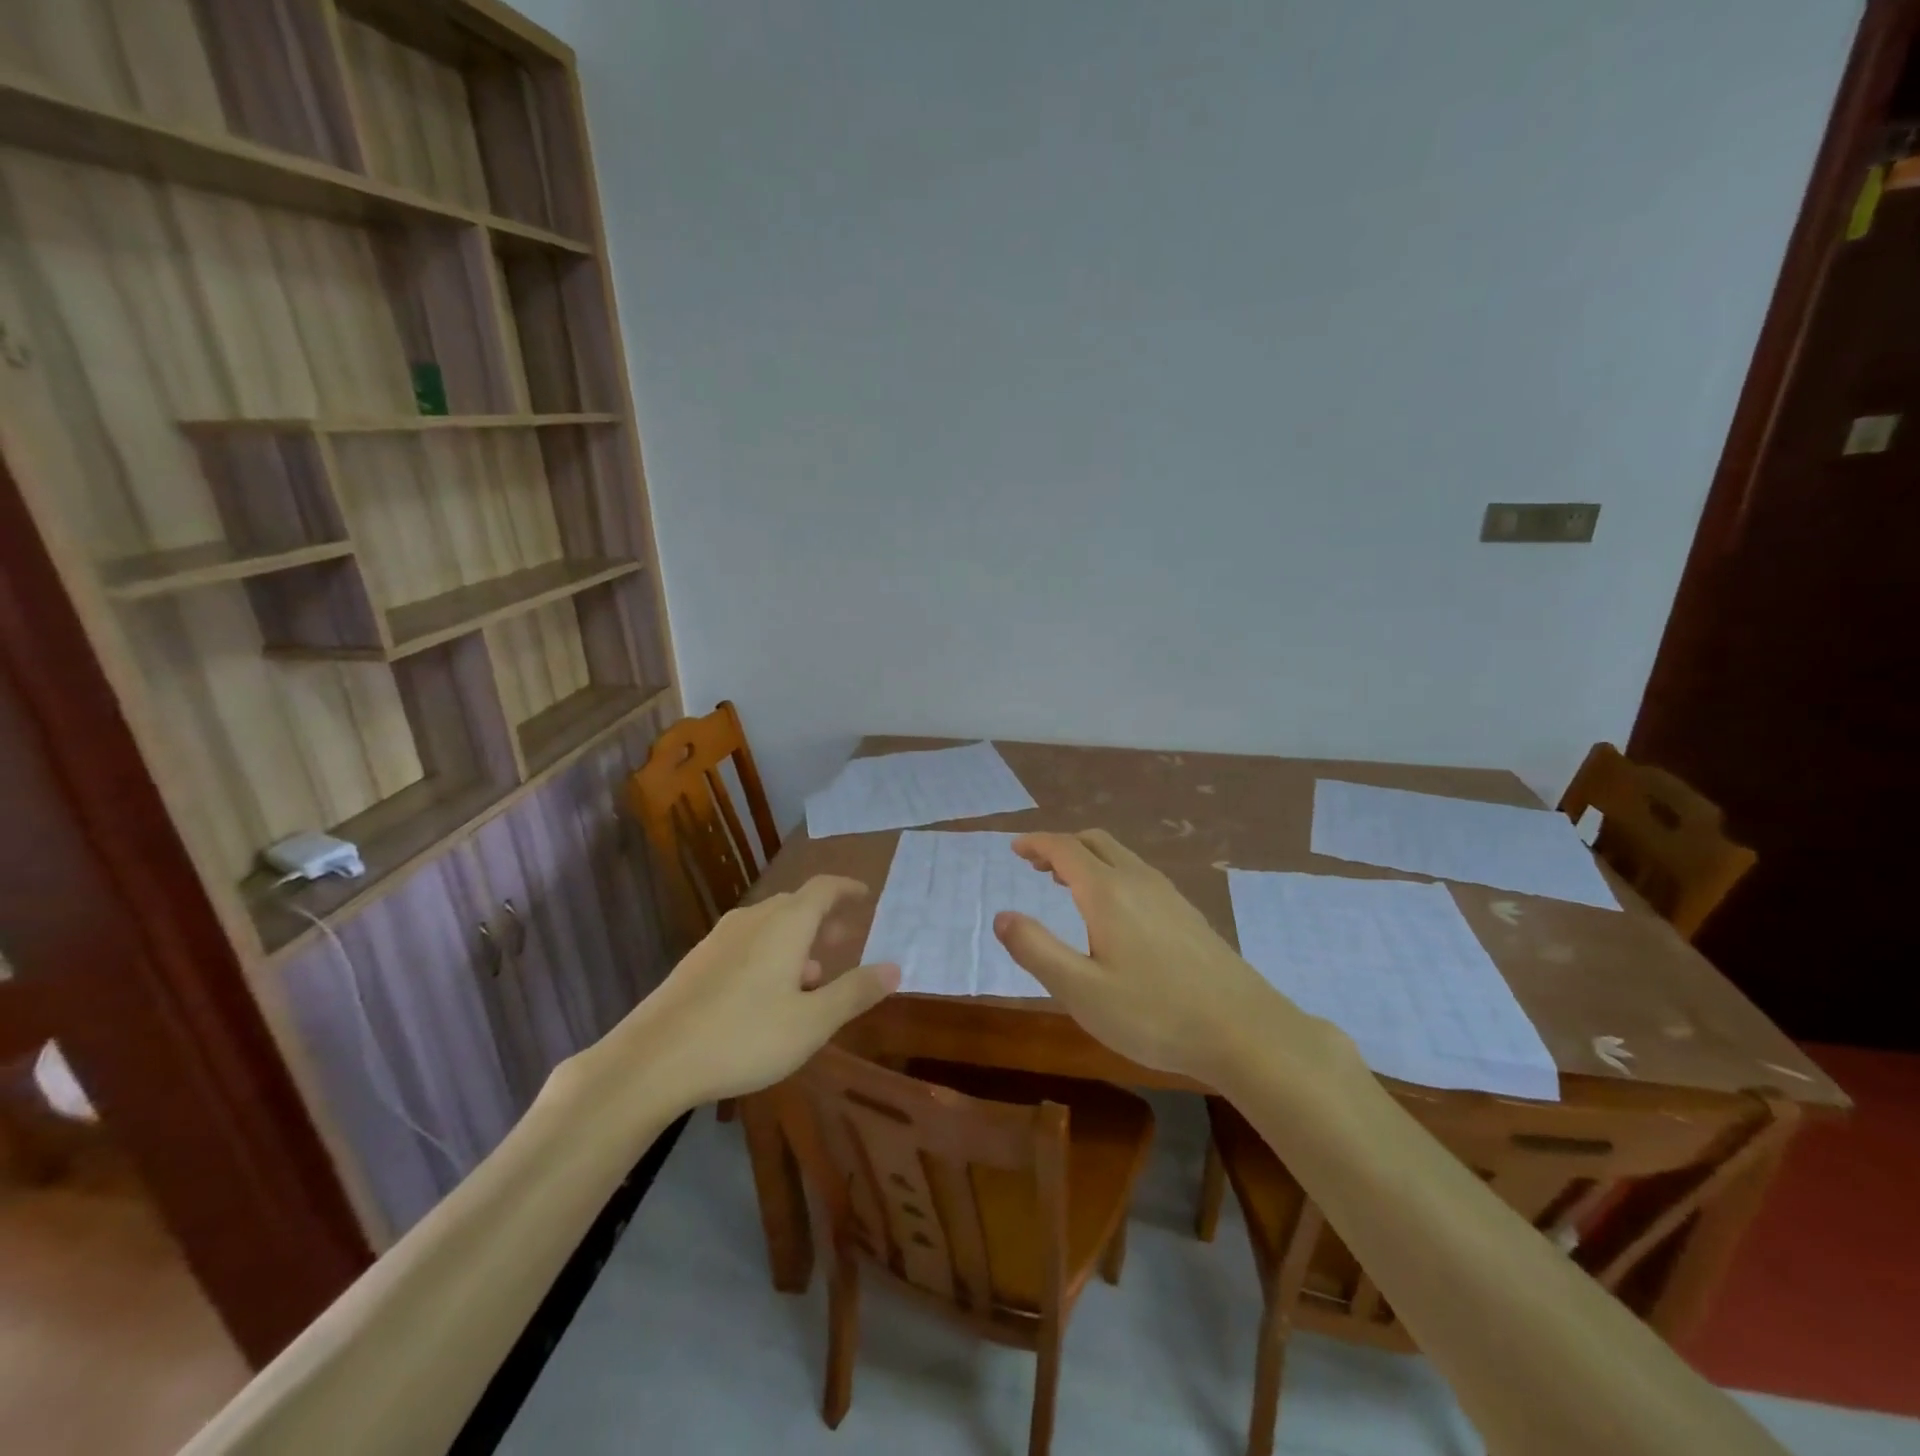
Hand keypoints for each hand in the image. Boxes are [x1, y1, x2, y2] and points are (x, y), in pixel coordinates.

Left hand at [598, 876, 899, 1105]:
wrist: (651, 1060)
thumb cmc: (743, 1037)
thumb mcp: (811, 1023)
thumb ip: (854, 992)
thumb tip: (895, 967)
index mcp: (785, 924)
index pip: (824, 888)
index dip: (847, 888)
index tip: (865, 894)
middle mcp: (753, 919)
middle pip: (796, 905)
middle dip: (823, 919)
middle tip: (843, 939)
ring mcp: (720, 939)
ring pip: (769, 925)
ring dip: (796, 940)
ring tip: (810, 976)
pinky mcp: (697, 962)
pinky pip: (746, 943)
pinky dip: (769, 953)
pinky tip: (766, 994)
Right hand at [993, 830, 1324, 1083]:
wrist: (1245, 1031)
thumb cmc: (1155, 1014)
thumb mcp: (1081, 991)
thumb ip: (1036, 950)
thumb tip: (1001, 917)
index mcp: (1108, 892)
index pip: (1064, 848)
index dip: (1036, 843)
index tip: (1015, 847)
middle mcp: (1138, 881)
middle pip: (1095, 842)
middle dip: (1061, 846)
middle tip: (1035, 864)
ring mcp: (1168, 895)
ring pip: (1120, 856)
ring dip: (1088, 858)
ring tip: (1065, 883)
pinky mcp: (1187, 914)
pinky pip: (1139, 874)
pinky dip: (1111, 873)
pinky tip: (1113, 911)